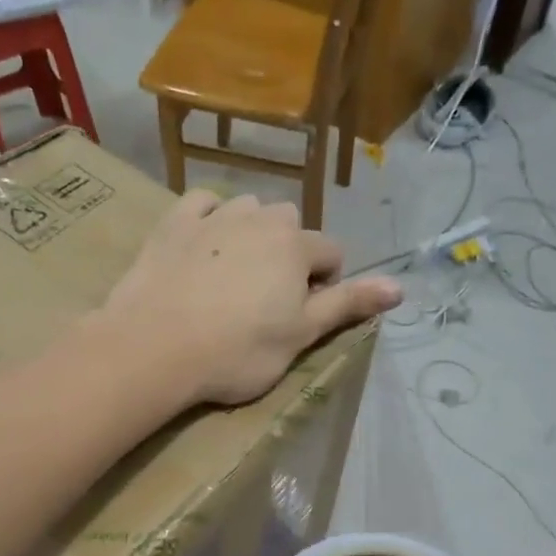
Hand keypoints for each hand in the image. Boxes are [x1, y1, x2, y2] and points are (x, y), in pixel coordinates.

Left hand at [101, 191, 400, 406]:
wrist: (156, 346)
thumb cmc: (237, 351)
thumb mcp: (300, 336)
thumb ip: (347, 305)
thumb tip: (400, 287)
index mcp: (296, 246)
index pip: (330, 253)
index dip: (325, 284)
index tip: (303, 314)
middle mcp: (260, 218)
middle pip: (290, 224)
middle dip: (289, 253)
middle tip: (268, 298)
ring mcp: (215, 215)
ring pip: (248, 209)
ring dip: (252, 233)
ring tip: (234, 275)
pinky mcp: (174, 222)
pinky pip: (203, 204)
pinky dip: (210, 219)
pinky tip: (202, 245)